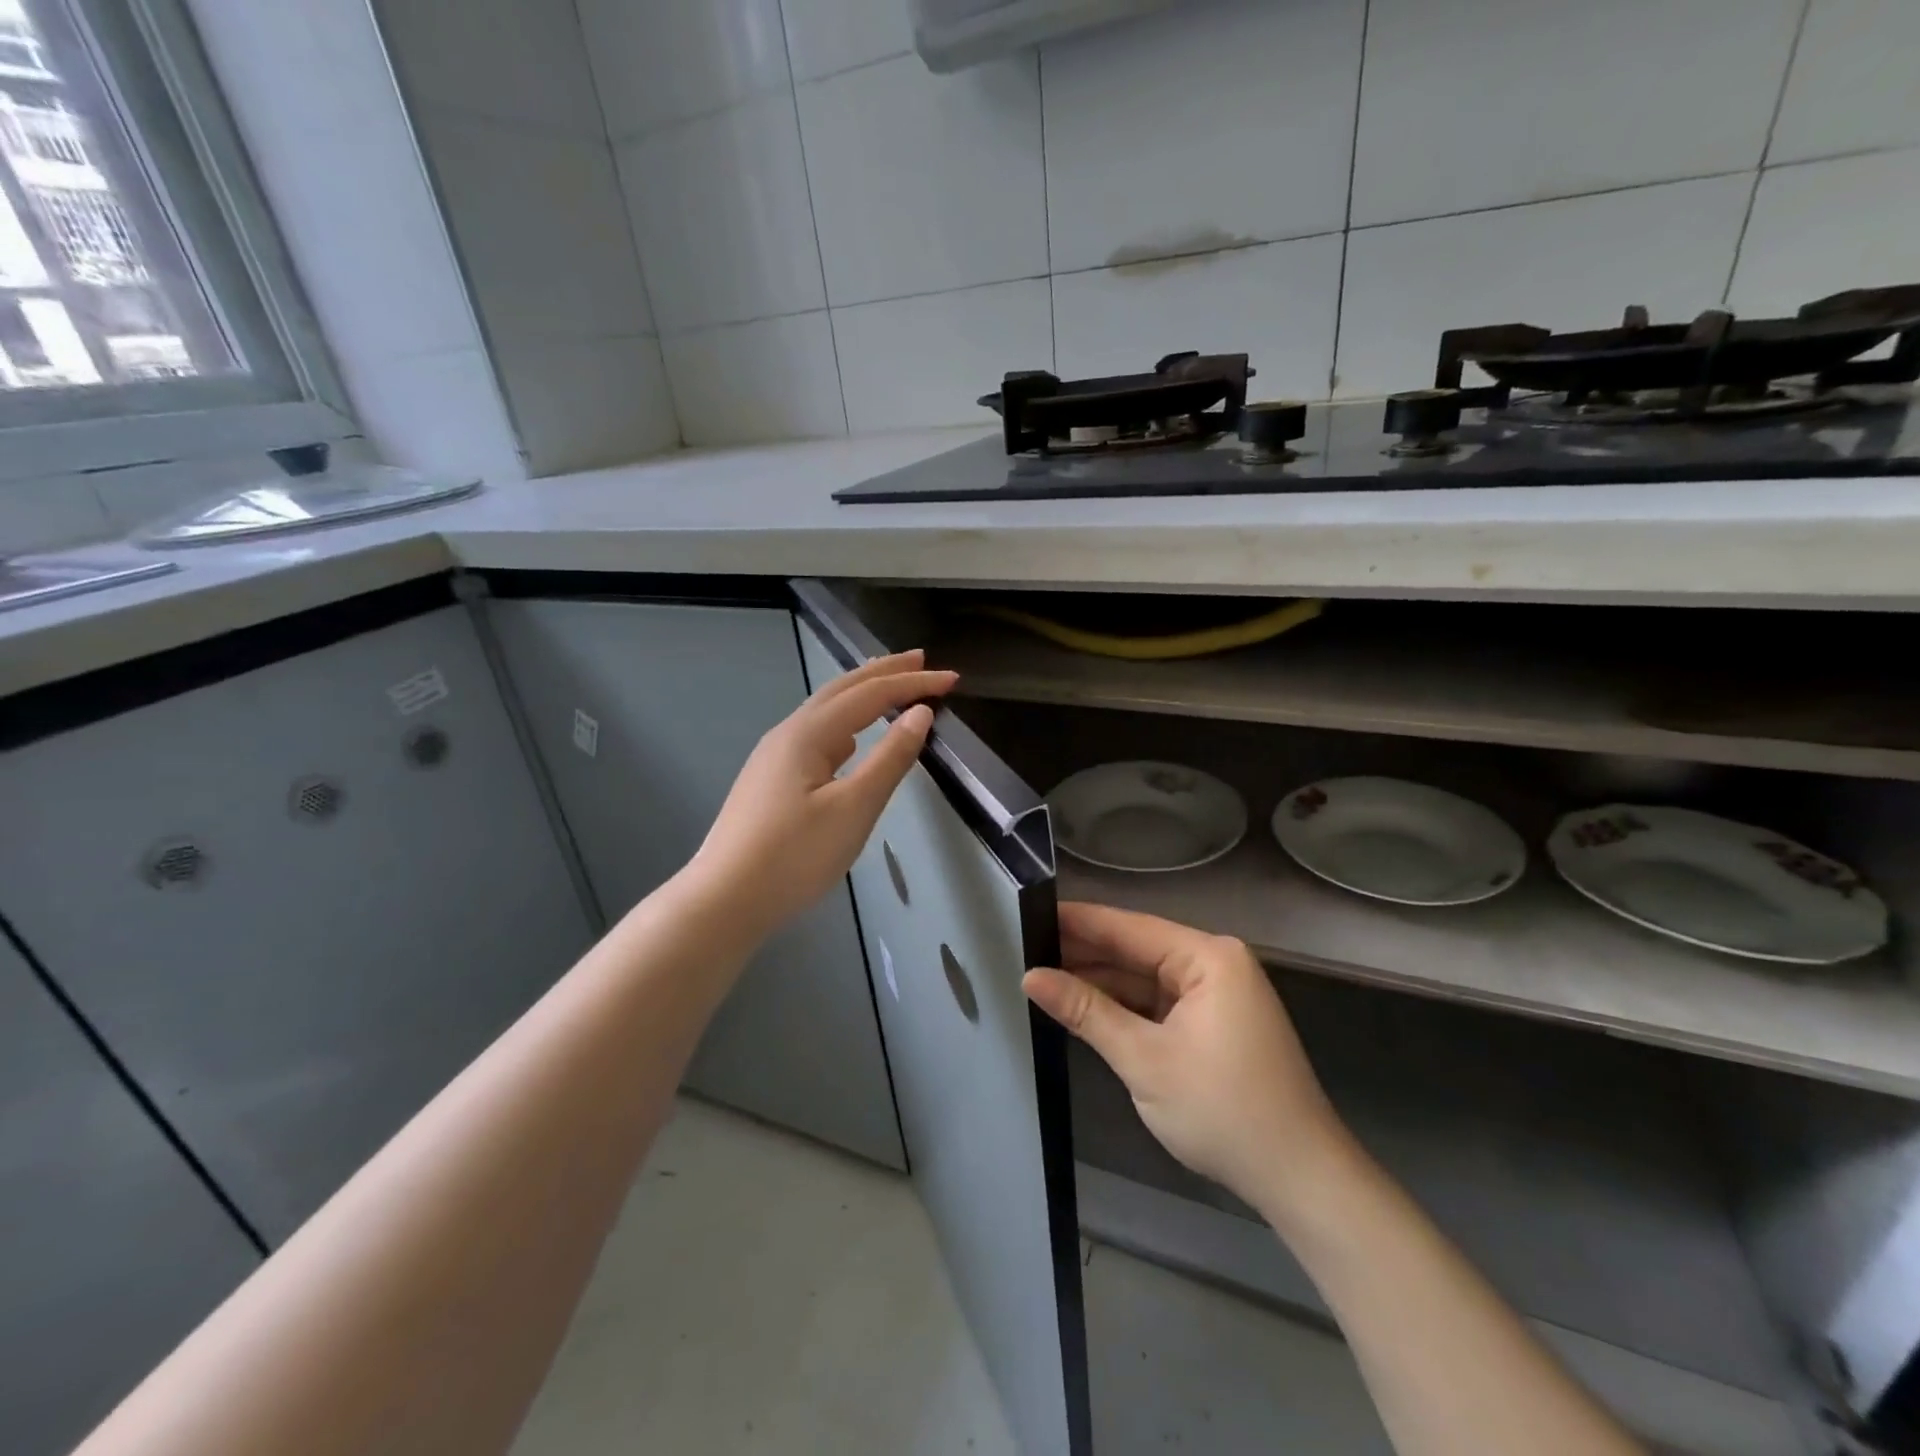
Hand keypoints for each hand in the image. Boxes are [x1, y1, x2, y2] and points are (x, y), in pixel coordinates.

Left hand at [689, 650, 956, 938]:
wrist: (725, 899)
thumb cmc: (795, 855)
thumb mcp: (854, 808)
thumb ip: (890, 758)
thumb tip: (920, 713)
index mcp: (808, 733)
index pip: (870, 694)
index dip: (912, 683)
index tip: (951, 679)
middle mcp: (788, 734)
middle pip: (841, 689)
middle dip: (883, 672)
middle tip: (920, 659)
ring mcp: (774, 757)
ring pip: (825, 711)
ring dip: (862, 694)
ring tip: (890, 686)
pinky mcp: (771, 780)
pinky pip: (816, 735)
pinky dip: (846, 722)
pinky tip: (851, 740)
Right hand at [1025, 903, 1348, 1219]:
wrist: (1301, 1180)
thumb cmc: (1224, 1111)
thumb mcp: (1144, 1060)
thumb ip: (1086, 1011)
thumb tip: (1031, 976)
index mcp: (1208, 958)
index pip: (1129, 928)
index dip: (1077, 922)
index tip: (1028, 912)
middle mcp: (1215, 964)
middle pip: (1136, 950)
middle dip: (1084, 954)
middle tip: (1024, 948)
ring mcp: (1217, 995)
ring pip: (1145, 979)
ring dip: (1101, 983)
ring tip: (1042, 974)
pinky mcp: (1214, 1023)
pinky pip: (1159, 1003)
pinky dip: (1124, 1008)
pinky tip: (1083, 1006)